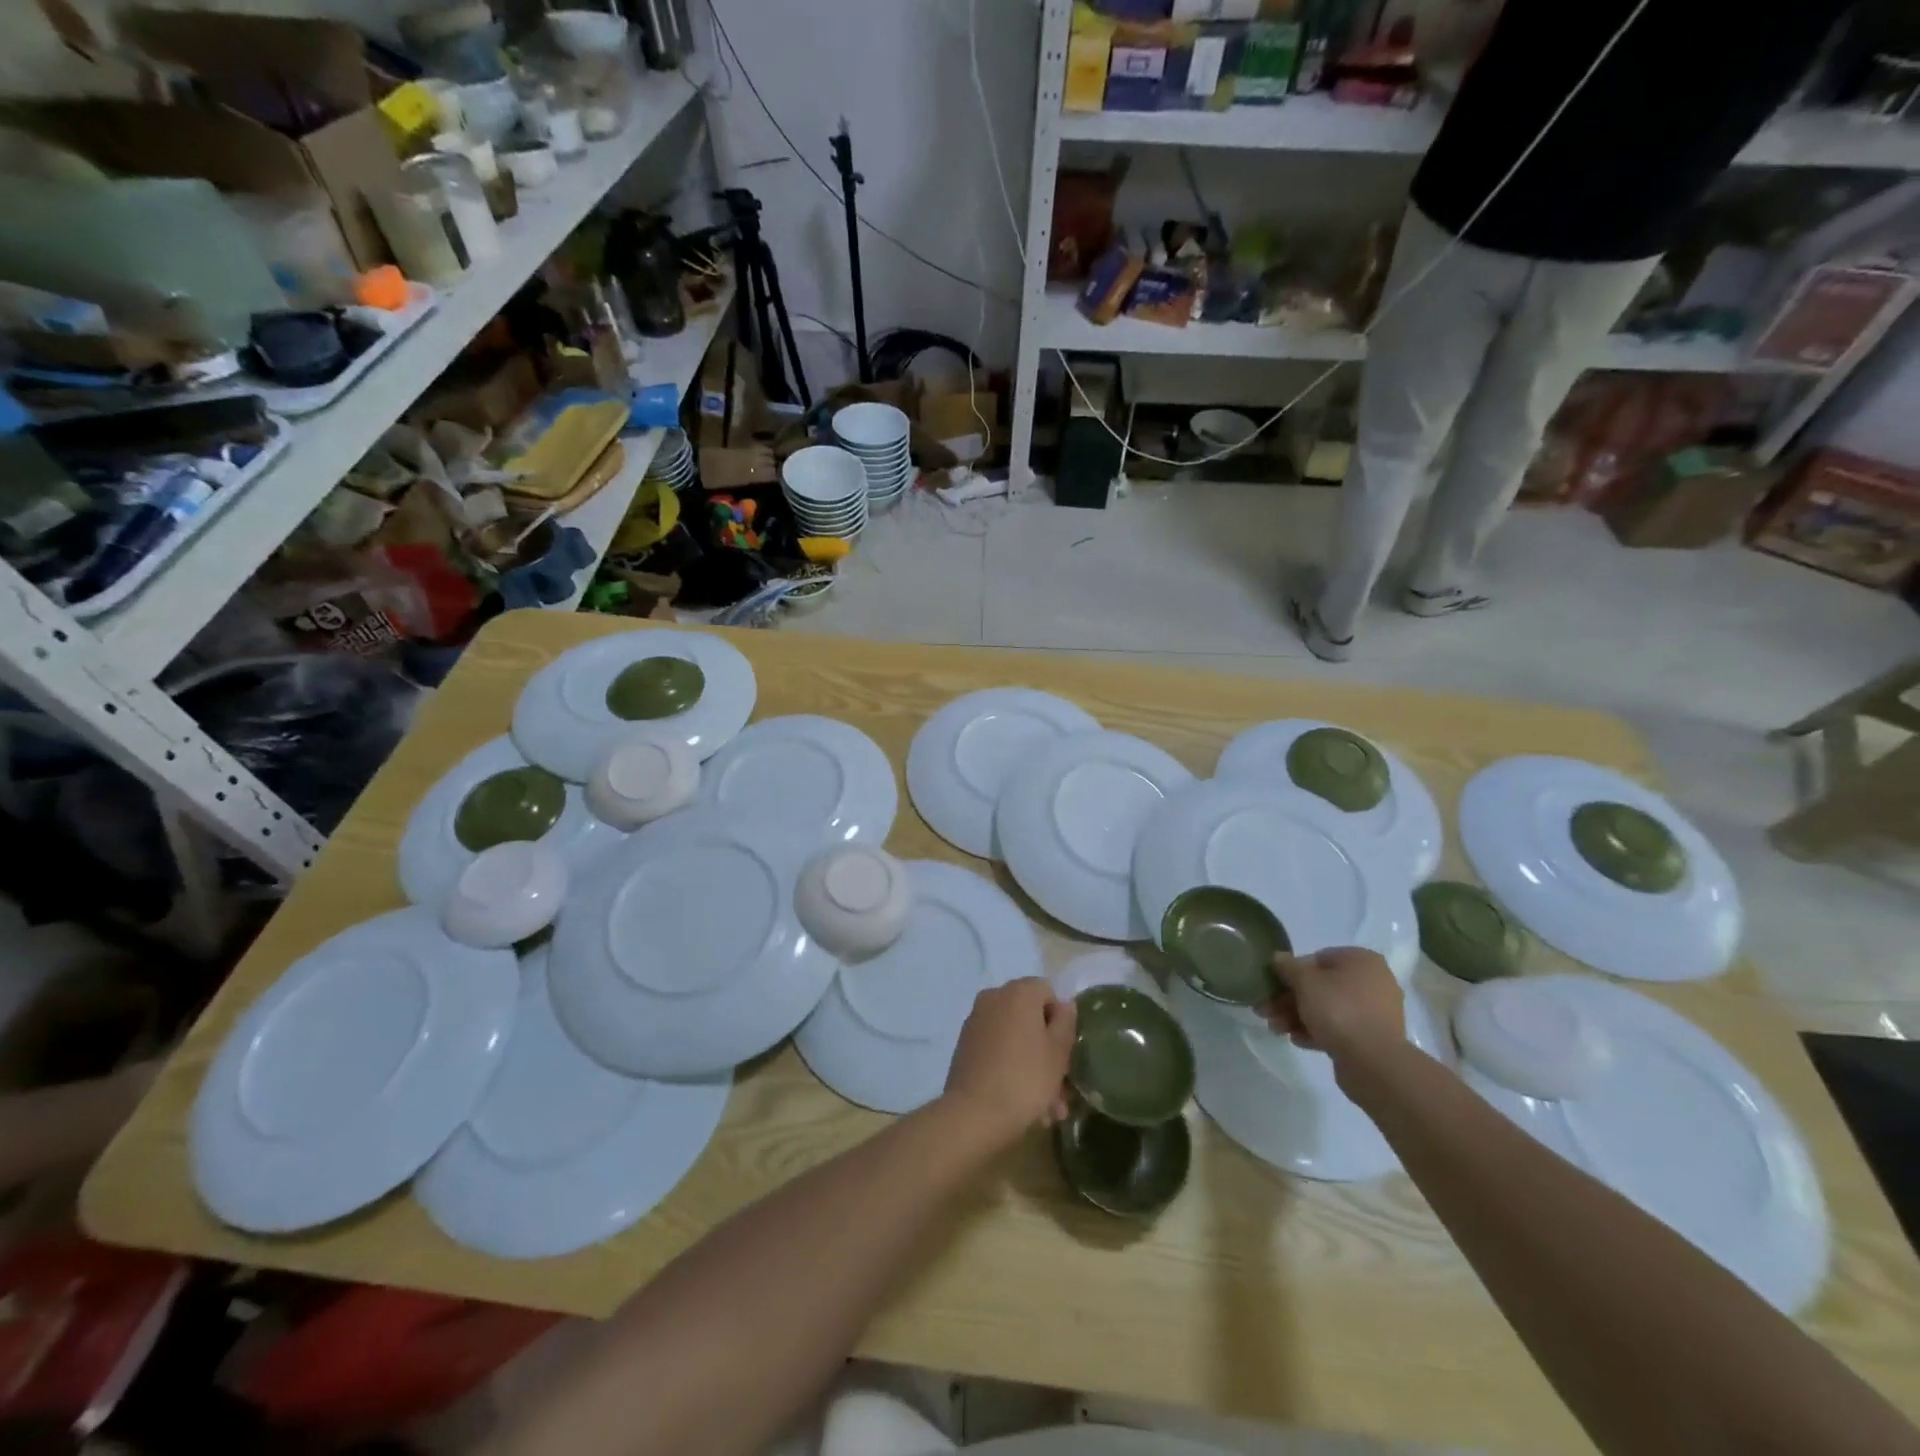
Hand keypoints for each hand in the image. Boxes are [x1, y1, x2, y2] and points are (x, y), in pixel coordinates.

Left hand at [941, 978, 1075, 1145]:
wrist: (973, 1114)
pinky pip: (997, 1050)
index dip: (1061, 1020)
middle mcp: (994, 998)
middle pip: (1031, 1018)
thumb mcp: (1058, 1052)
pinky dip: (1011, 1068)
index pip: (1047, 992)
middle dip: (1049, 1052)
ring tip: (1047, 1111)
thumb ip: (1066, 1022)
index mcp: (1018, 992)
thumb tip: (1063, 1005)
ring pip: (1015, 1039)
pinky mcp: (965, 1045)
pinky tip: (1023, 1105)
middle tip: (1061, 1091)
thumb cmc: (1025, 1079)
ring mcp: (976, 1021)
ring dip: (1033, 1067)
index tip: (1065, 1053)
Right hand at [1263, 947, 1404, 1070]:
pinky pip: (1339, 1028)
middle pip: (1321, 986)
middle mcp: (1373, 982)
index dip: (1292, 972)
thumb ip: (1288, 967)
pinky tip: (1296, 1040)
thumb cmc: (1338, 1010)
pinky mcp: (1372, 1038)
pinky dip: (1317, 1031)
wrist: (1373, 1062)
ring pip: (1328, 1009)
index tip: (1273, 986)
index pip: (1318, 959)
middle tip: (1266, 1011)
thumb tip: (1279, 957)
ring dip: (1298, 1017)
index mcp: (1361, 960)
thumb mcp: (1305, 982)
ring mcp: (1374, 1012)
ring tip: (1276, 1029)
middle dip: (1290, 999)